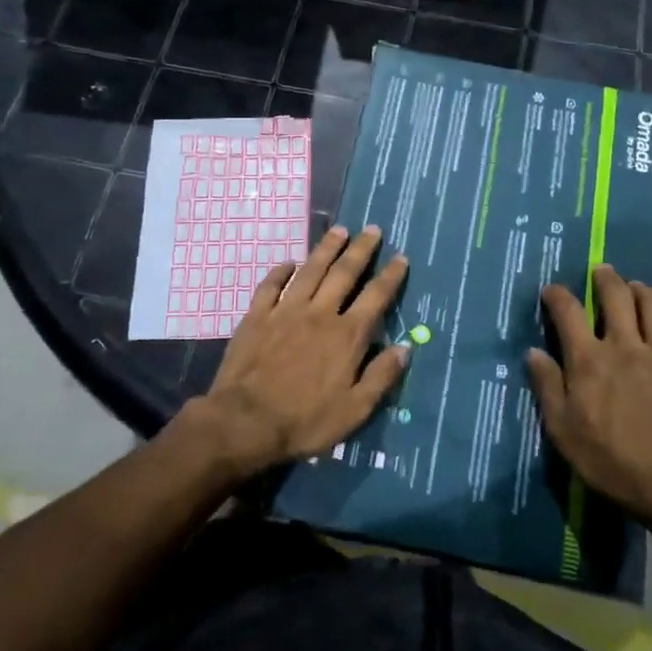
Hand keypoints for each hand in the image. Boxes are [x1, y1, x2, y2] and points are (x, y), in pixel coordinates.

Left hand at [196, 225, 409, 475]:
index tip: (401, 257)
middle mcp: (320, 313)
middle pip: (345, 273)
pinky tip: (289, 262)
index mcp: (347, 335)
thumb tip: (405, 348)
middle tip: (372, 229)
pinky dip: (281, 270)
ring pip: (311, 270)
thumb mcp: (355, 410)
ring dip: (327, 248)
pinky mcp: (257, 316)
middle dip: (361, 249)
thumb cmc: (305, 421)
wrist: (245, 422)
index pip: (376, 297)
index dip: (391, 276)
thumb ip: (381, 377)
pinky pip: (271, 285)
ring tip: (339, 230)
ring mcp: (286, 310)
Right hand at [526, 264, 651, 528]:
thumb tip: (533, 352)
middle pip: (615, 296)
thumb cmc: (611, 460)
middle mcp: (625, 345)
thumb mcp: (563, 431)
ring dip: (641, 289)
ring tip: (635, 285)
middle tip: (601, 272)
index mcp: (589, 360)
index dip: (557, 295)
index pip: (568, 312)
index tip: (552, 290)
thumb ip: (548, 387)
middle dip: (605, 279)